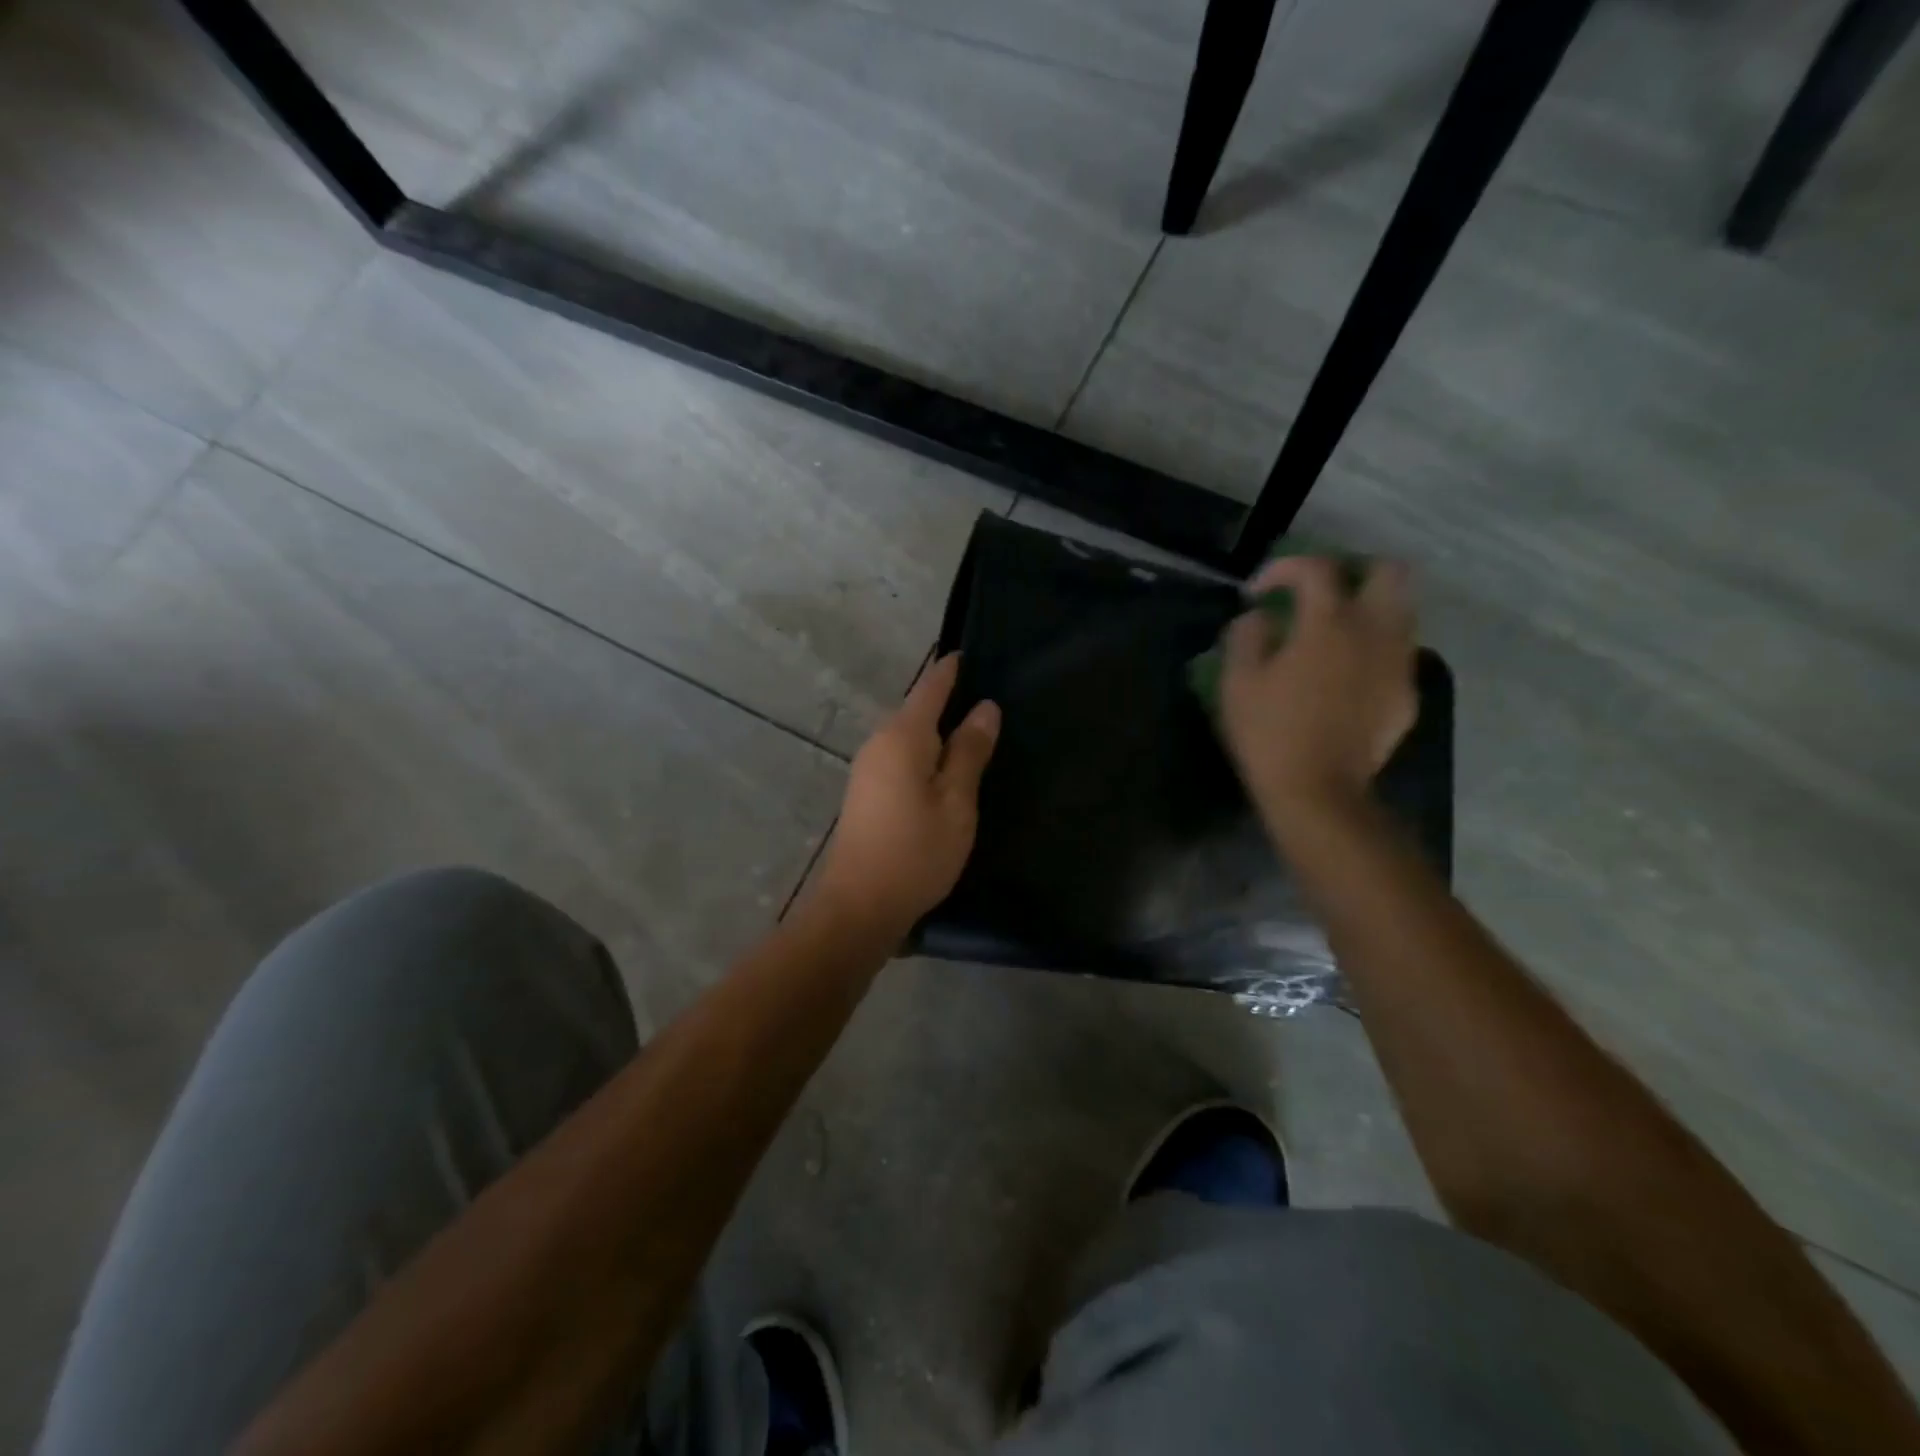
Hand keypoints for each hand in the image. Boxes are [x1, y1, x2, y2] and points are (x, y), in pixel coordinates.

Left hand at [811, 654, 999, 941]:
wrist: (859, 906)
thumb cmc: (915, 852)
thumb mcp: (956, 802)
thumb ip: (969, 752)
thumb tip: (984, 707)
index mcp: (902, 737)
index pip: (930, 687)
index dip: (952, 670)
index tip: (973, 653)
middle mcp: (879, 743)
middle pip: (917, 710)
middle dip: (948, 699)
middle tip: (988, 695)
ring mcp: (868, 769)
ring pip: (908, 736)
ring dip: (937, 730)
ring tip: (975, 730)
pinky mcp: (866, 793)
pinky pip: (901, 757)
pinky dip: (925, 753)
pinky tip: (946, 767)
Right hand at [1220, 556, 1416, 826]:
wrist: (1318, 792)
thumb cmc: (1270, 733)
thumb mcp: (1238, 683)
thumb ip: (1247, 637)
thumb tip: (1258, 617)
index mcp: (1329, 623)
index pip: (1317, 568)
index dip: (1284, 568)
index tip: (1259, 592)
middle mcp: (1375, 632)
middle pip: (1388, 572)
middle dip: (1354, 571)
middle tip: (1322, 593)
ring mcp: (1397, 664)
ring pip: (1402, 612)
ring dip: (1370, 609)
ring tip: (1336, 632)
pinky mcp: (1405, 695)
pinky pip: (1398, 654)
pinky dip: (1375, 650)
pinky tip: (1347, 675)